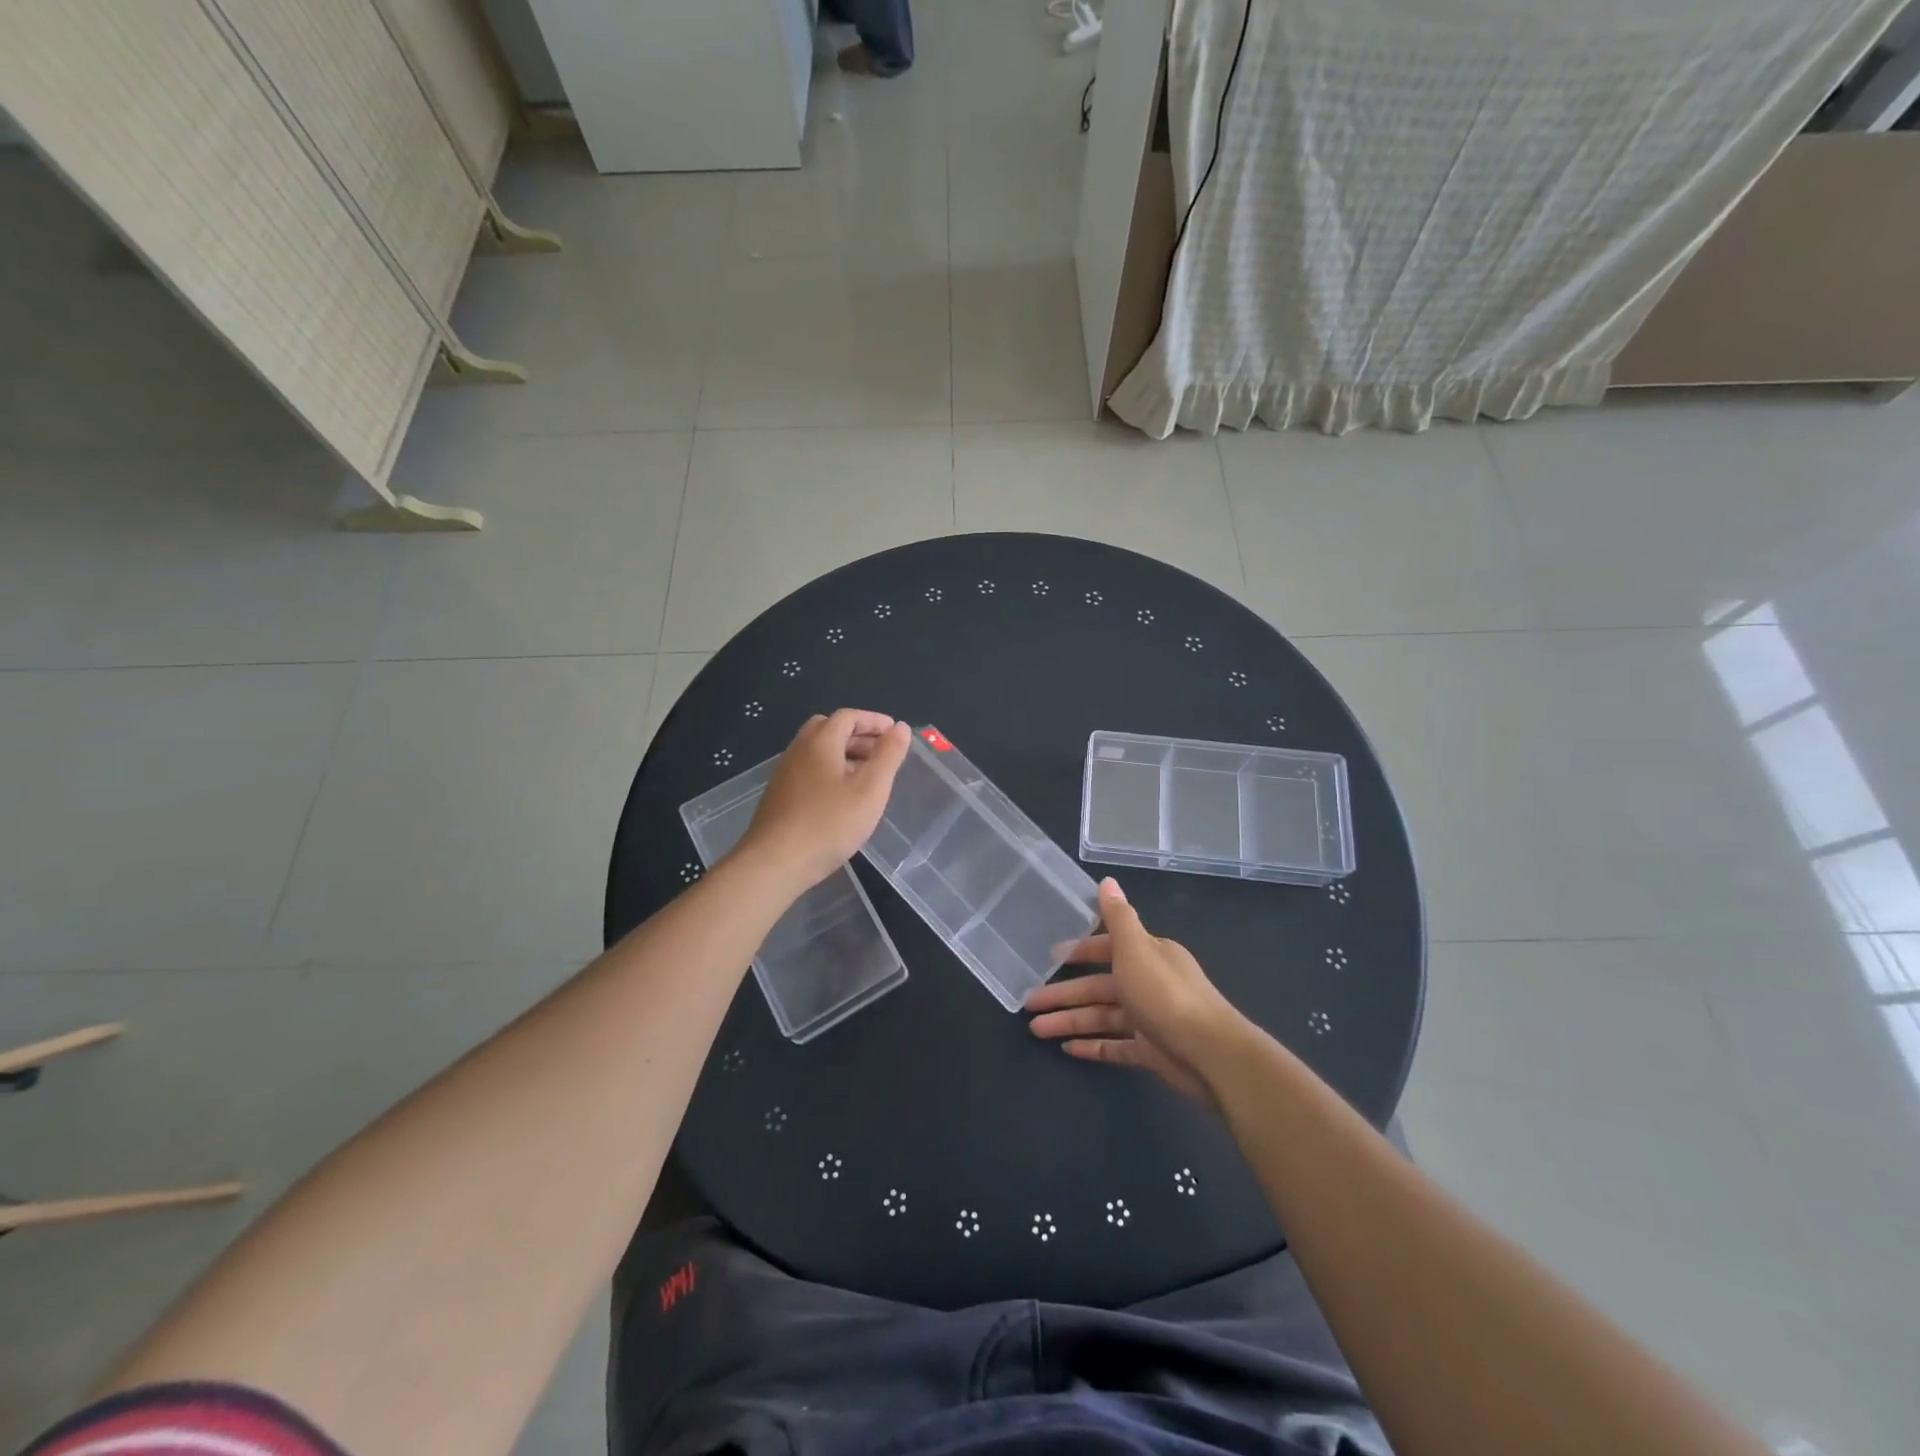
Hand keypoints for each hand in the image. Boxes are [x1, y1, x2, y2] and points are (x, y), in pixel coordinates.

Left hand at [734, 709, 911, 890]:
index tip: (895, 733)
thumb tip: (900, 727)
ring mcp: (785, 773)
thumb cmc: (829, 823)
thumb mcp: (870, 789)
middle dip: (858, 735)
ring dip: (843, 754)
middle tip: (880, 753)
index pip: (848, 716)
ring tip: (867, 777)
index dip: (874, 720)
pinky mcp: (779, 796)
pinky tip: (842, 798)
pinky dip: (830, 771)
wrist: (775, 863)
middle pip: (829, 729)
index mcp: (821, 741)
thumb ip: (888, 755)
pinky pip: (809, 770)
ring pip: (817, 751)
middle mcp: (799, 749)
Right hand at [1026, 878, 1245, 1103]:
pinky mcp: (1151, 1051)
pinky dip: (1092, 1046)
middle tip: (1029, 1003)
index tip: (1051, 957)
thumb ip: (1118, 916)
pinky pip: (1115, 1045)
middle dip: (1064, 994)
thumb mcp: (1137, 948)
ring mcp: (1150, 1019)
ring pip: (1102, 1016)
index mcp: (1149, 954)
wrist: (1210, 1054)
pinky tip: (1067, 1049)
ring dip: (1070, 1021)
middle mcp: (1149, 982)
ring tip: (1036, 1029)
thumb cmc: (1166, 995)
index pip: (1107, 948)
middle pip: (1099, 986)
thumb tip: (1106, 880)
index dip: (1080, 952)